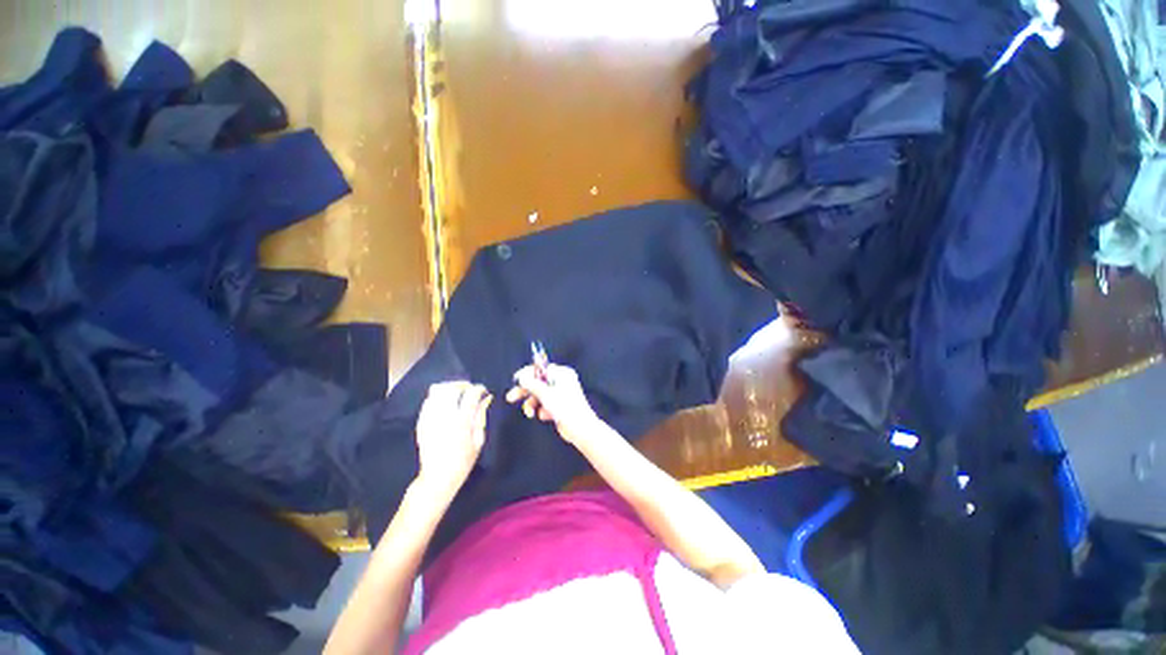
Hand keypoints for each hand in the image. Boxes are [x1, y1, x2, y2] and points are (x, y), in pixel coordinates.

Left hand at [414, 381, 491, 499]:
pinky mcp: (421, 422)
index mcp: (461, 421)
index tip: (484, 392)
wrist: (438, 477)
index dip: (480, 389)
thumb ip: (481, 416)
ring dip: (450, 388)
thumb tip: (487, 399)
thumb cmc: (463, 461)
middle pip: (452, 387)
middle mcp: (444, 416)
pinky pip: (428, 400)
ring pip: (437, 390)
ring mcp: (430, 418)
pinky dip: (438, 397)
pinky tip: (445, 404)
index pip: (471, 393)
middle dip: (464, 385)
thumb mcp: (479, 440)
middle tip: (470, 391)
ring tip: (457, 394)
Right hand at [506, 364, 598, 444]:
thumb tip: (521, 376)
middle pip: (538, 382)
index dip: (528, 374)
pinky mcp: (559, 406)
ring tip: (530, 413)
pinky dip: (542, 410)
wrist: (580, 428)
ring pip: (539, 395)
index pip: (541, 369)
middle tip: (511, 397)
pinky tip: (546, 416)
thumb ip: (531, 384)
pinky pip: (544, 405)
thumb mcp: (545, 394)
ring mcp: (560, 394)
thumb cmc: (565, 407)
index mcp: (562, 373)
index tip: (516, 380)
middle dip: (525, 391)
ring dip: (532, 404)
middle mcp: (562, 381)